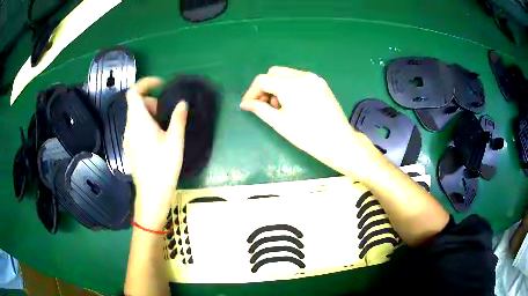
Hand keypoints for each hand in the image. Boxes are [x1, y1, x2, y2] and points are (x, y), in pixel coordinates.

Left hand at [124, 77, 187, 230]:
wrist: (151, 193)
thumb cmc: (163, 166)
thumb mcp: (175, 141)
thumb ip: (178, 118)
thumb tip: (182, 103)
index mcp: (139, 121)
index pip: (133, 92)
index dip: (145, 83)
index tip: (160, 85)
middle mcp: (129, 127)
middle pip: (135, 104)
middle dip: (151, 102)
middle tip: (166, 113)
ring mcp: (127, 138)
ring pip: (135, 117)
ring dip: (148, 115)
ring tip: (163, 128)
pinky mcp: (129, 147)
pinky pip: (135, 128)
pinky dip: (144, 125)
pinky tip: (156, 140)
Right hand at [240, 66, 379, 179]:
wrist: (339, 142)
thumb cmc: (308, 136)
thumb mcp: (280, 123)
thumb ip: (260, 109)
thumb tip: (245, 103)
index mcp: (291, 85)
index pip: (263, 80)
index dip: (252, 92)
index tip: (248, 105)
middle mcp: (303, 75)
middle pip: (274, 72)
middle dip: (265, 87)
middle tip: (266, 106)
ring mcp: (314, 78)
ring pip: (287, 74)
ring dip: (277, 86)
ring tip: (281, 107)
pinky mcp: (321, 83)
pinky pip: (299, 78)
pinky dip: (290, 86)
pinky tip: (294, 103)